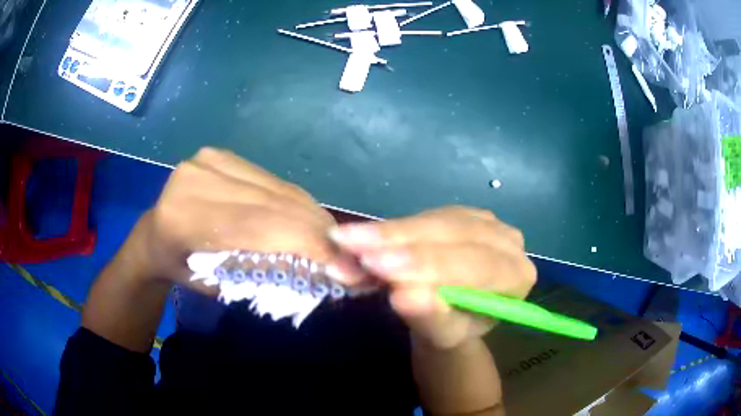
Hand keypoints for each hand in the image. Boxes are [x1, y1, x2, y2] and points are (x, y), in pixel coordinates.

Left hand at [131, 148, 348, 291]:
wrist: (153, 234)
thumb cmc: (180, 269)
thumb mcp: (216, 287)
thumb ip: (262, 277)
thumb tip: (321, 277)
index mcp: (183, 217)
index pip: (258, 226)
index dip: (307, 244)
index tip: (345, 267)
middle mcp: (196, 178)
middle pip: (273, 203)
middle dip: (317, 232)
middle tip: (349, 256)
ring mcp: (209, 159)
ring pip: (278, 189)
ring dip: (311, 216)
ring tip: (333, 240)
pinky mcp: (221, 153)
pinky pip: (271, 180)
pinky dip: (295, 202)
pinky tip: (309, 219)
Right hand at [330, 207, 536, 349]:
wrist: (453, 313)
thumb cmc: (453, 328)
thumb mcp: (443, 334)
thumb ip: (431, 316)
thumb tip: (402, 295)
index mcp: (516, 276)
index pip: (476, 265)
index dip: (428, 264)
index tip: (381, 266)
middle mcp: (506, 241)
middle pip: (452, 235)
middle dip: (398, 242)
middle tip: (349, 245)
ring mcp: (483, 221)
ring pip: (432, 221)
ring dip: (386, 232)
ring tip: (344, 240)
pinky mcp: (458, 213)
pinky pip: (421, 216)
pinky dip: (388, 228)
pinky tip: (359, 235)